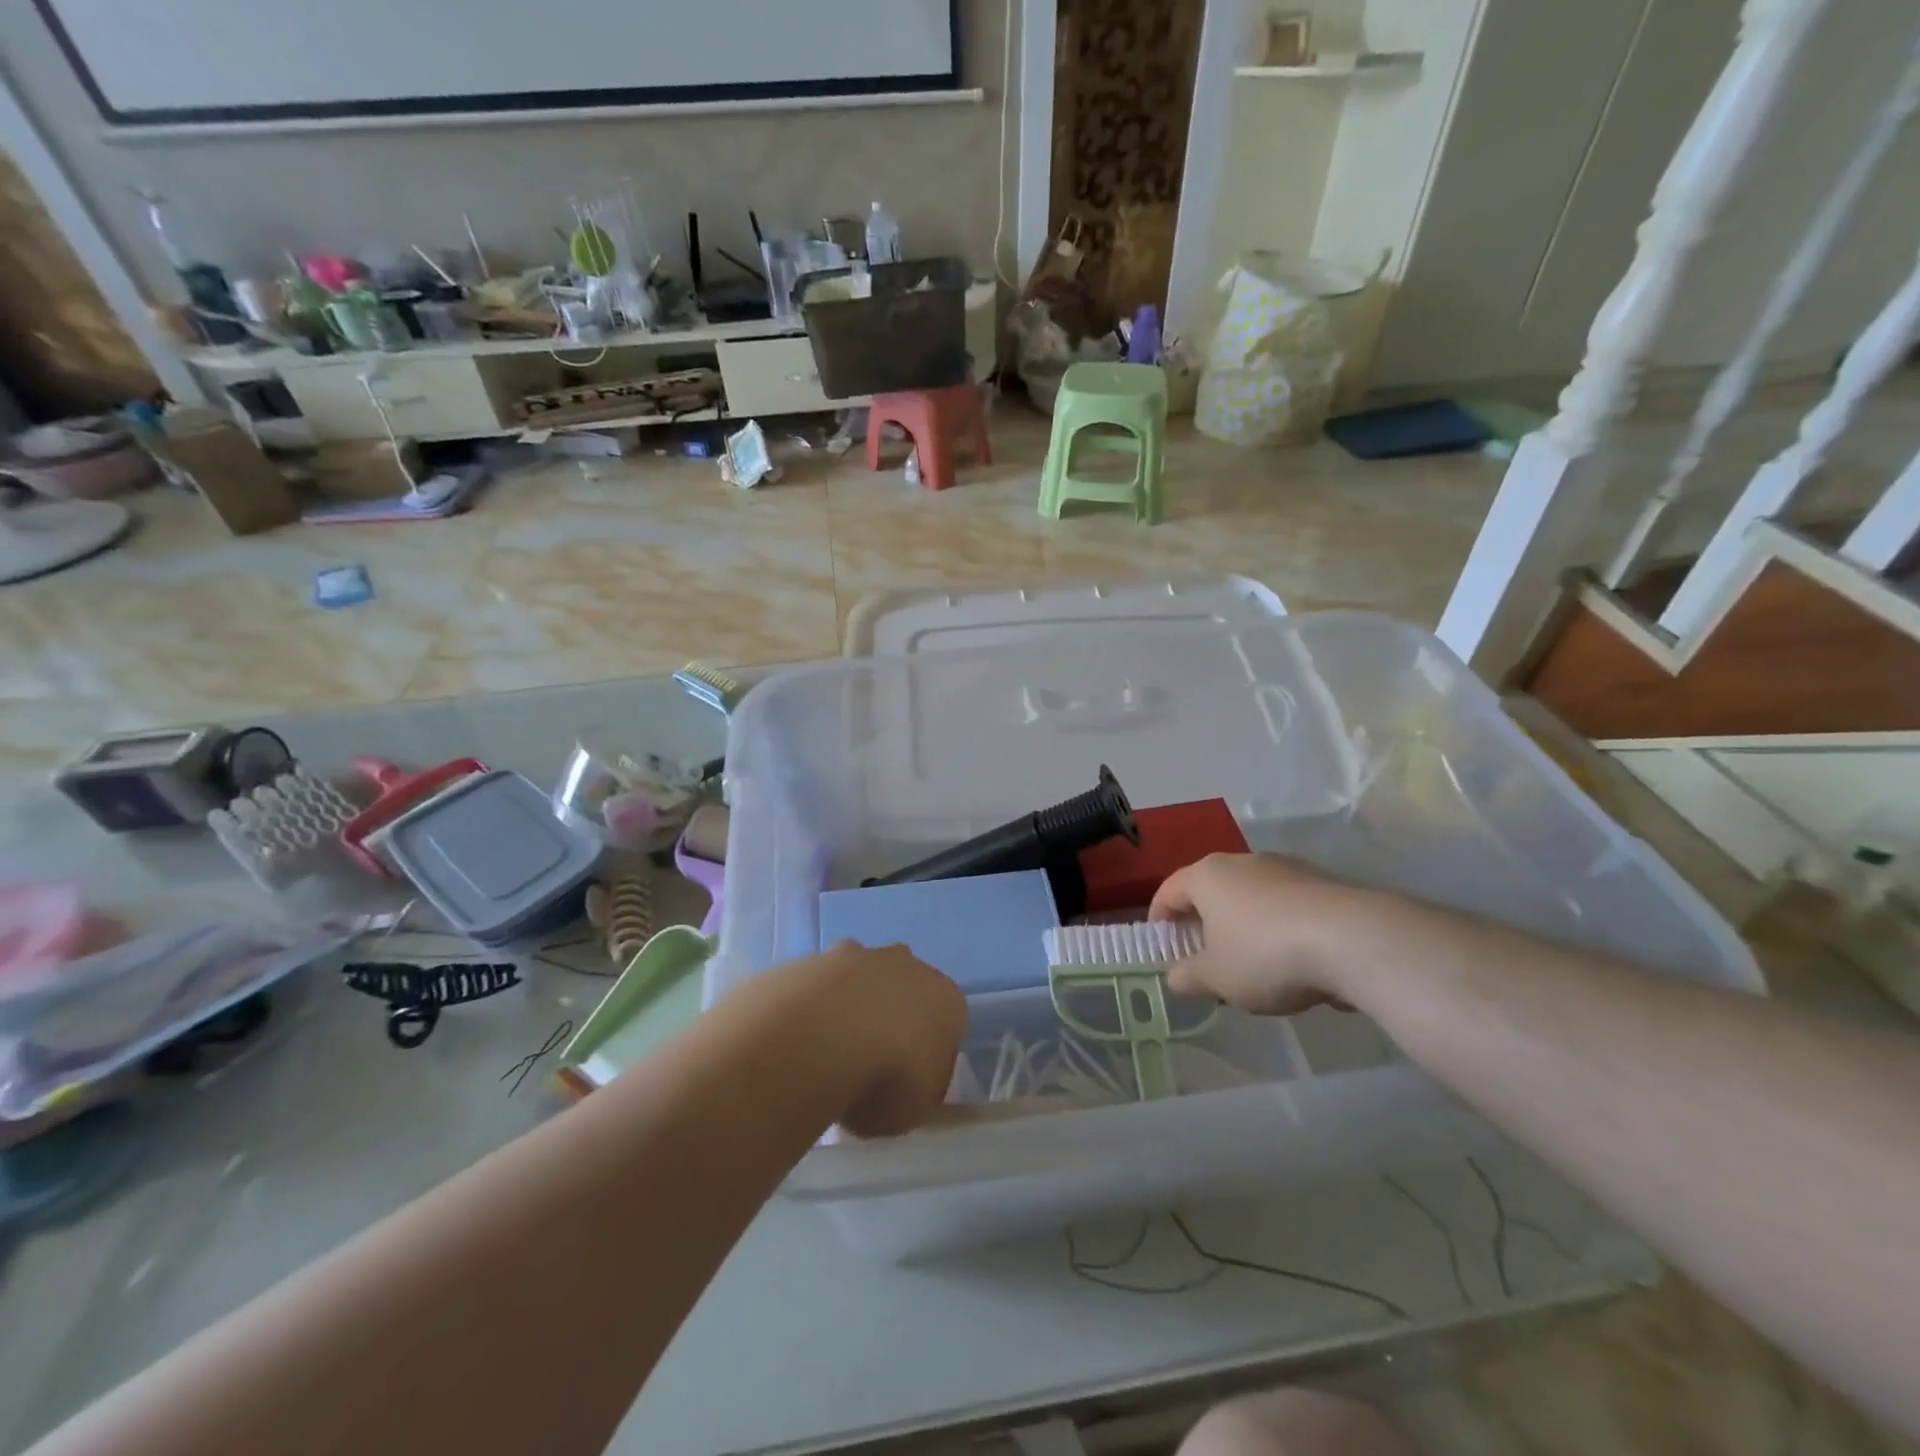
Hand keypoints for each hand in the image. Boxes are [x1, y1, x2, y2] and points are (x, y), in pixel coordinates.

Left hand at [804, 943, 967, 1137]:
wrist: (819, 1044)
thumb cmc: (884, 1082)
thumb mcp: (916, 1109)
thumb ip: (919, 1089)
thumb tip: (909, 1084)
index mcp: (945, 1001)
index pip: (947, 1021)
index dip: (926, 1051)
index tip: (906, 1080)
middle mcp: (908, 966)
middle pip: (905, 988)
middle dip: (890, 1014)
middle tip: (867, 1059)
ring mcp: (859, 956)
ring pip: (861, 976)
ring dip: (850, 1002)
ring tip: (826, 1049)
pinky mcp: (815, 957)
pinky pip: (819, 982)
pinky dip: (811, 1003)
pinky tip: (797, 1035)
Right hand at [1149, 853, 1375, 1015]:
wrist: (1354, 940)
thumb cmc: (1265, 954)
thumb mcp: (1217, 978)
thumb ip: (1188, 977)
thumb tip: (1175, 977)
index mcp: (1207, 876)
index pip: (1169, 890)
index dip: (1160, 917)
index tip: (1161, 942)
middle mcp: (1242, 862)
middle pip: (1211, 890)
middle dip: (1204, 923)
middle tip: (1204, 958)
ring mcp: (1285, 868)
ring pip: (1251, 897)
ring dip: (1244, 926)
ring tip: (1252, 966)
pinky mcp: (1321, 883)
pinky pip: (1286, 906)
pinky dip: (1279, 928)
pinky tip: (1294, 962)